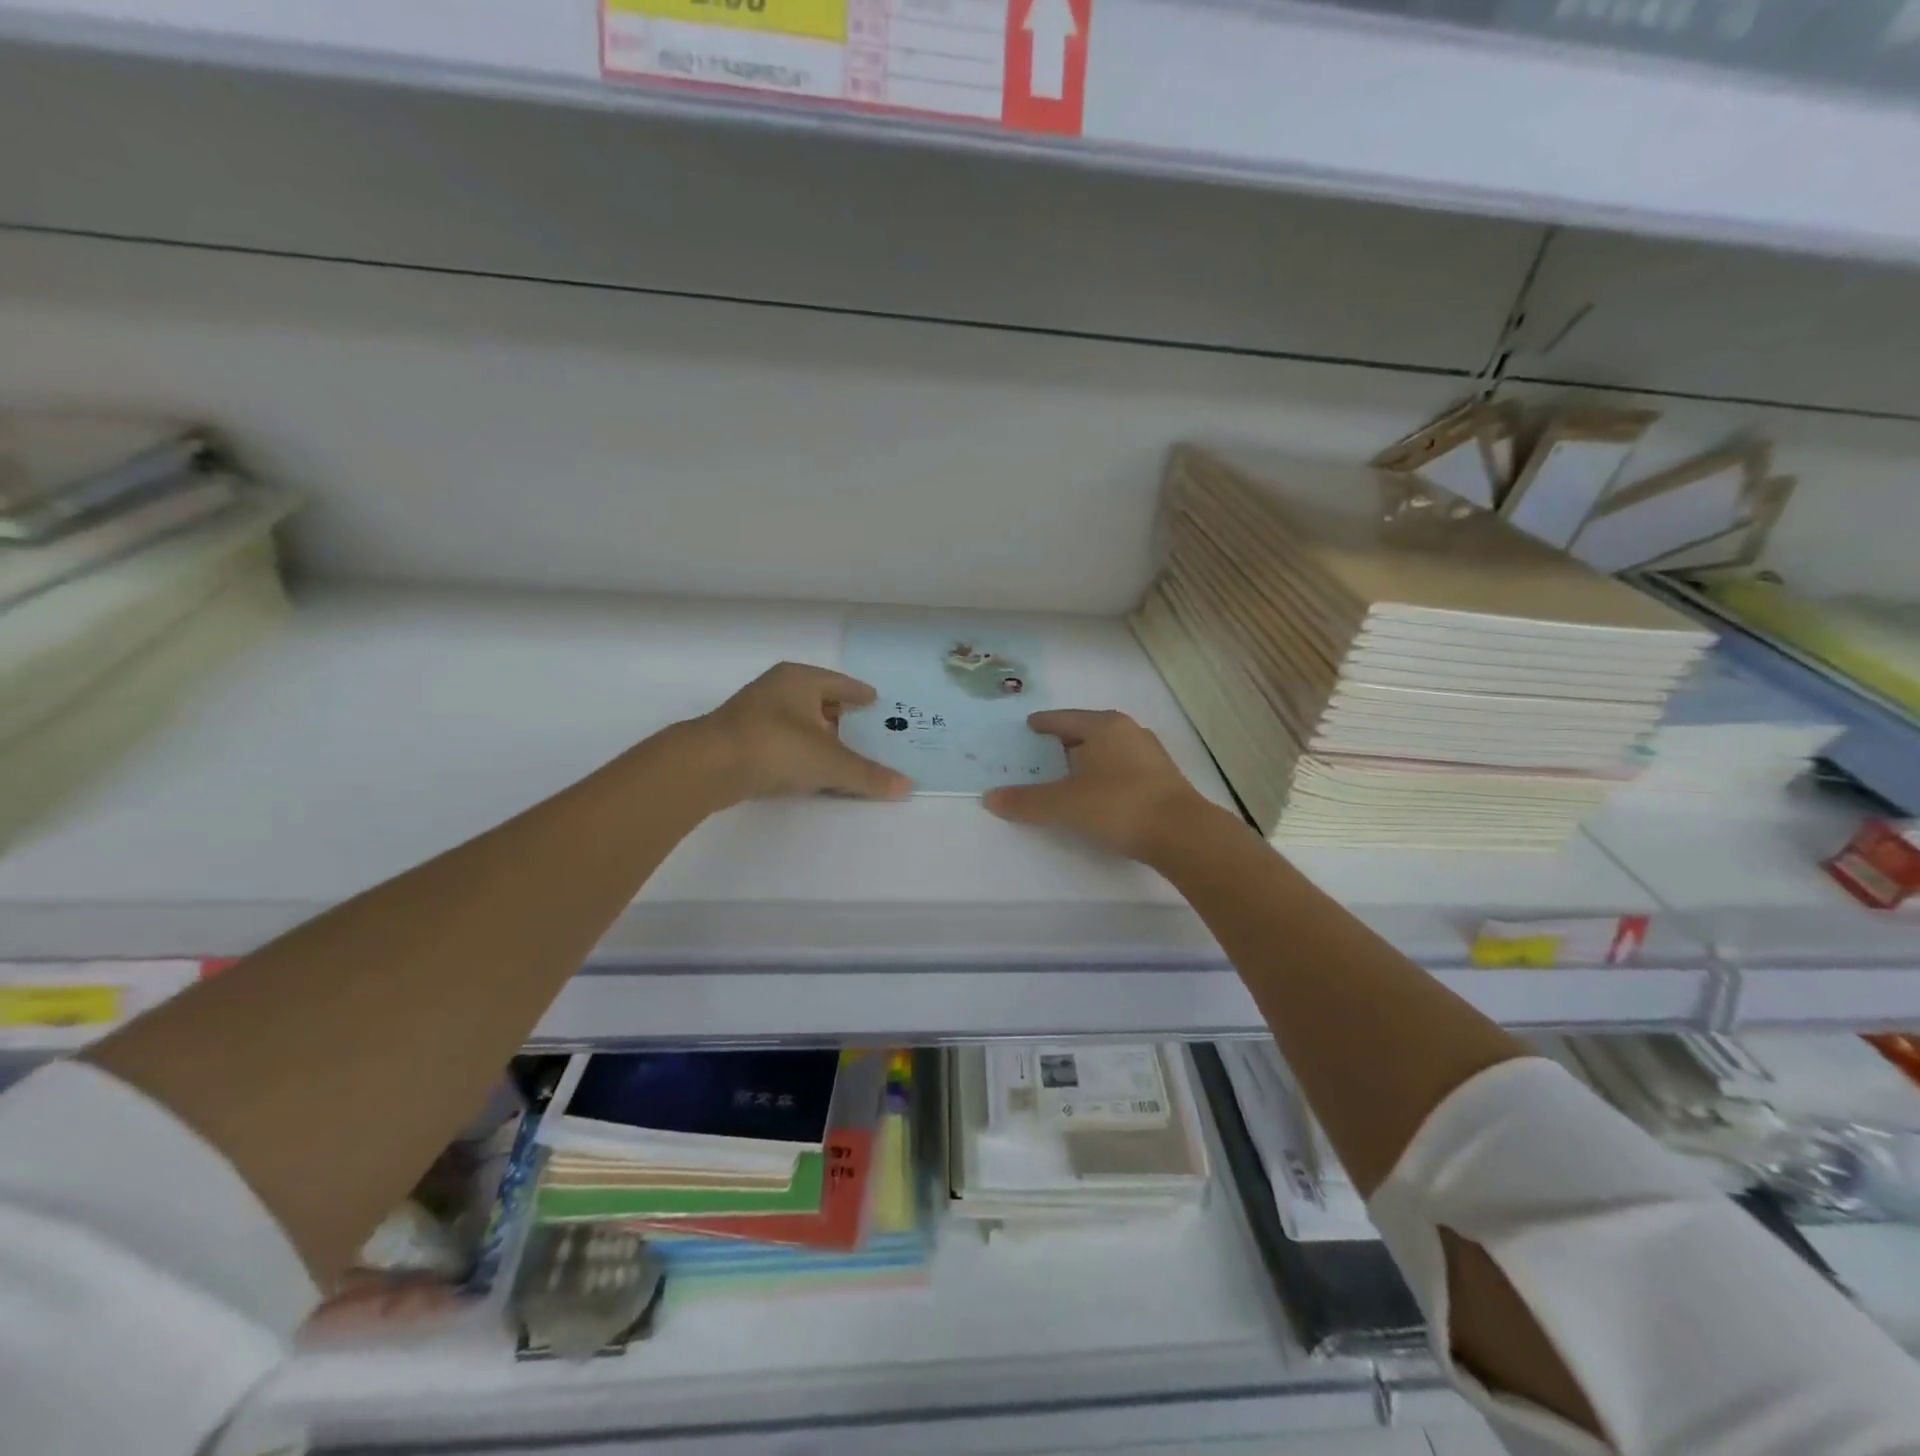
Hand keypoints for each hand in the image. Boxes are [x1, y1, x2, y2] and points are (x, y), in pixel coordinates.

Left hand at [693, 662, 910, 805]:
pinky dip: (800, 748)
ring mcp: (755, 712)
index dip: (859, 693)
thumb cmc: (776, 747)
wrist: (708, 765)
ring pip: (798, 719)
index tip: (875, 700)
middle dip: (840, 714)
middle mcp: (777, 688)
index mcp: (800, 680)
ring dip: (818, 733)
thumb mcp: (830, 762)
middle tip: (864, 727)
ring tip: (840, 749)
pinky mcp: (741, 737)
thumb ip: (868, 775)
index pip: (840, 683)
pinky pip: (783, 739)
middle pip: (818, 699)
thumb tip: (908, 785)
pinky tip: (809, 766)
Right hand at [984, 709, 1223, 861]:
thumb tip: (989, 797)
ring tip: (1066, 775)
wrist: (1181, 833)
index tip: (1028, 727)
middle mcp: (1128, 731)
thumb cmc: (1118, 805)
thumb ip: (1026, 801)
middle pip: (1087, 732)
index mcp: (1103, 726)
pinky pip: (1122, 768)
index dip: (1043, 724)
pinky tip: (1097, 793)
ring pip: (1108, 750)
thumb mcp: (1064, 804)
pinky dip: (1104, 775)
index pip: (1063, 719)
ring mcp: (1149, 754)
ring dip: (1087, 760)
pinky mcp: (1162, 778)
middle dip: (1064, 742)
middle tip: (1041, 754)